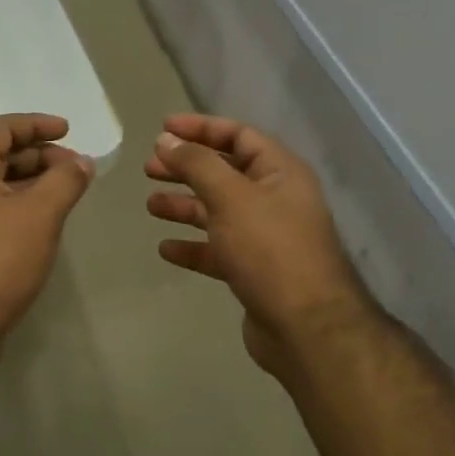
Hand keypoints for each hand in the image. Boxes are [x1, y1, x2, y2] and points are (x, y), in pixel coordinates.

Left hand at [0, 113, 95, 363]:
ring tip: (68, 191)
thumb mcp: (39, 214)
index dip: (36, 124)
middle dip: (40, 155)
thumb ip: (65, 180)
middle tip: (76, 167)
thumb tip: (83, 161)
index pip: (1, 128)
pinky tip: (46, 220)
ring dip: (33, 181)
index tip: (68, 130)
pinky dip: (22, 205)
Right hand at [146, 114, 374, 378]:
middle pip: (224, 172)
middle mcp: (275, 199)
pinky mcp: (254, 271)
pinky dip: (192, 246)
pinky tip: (166, 248)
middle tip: (149, 167)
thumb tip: (166, 140)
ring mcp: (265, 237)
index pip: (238, 136)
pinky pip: (217, 249)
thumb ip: (197, 164)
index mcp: (279, 172)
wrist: (305, 327)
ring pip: (218, 211)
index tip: (162, 129)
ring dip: (185, 205)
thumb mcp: (230, 197)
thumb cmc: (270, 249)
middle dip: (186, 167)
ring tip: (150, 204)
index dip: (201, 128)